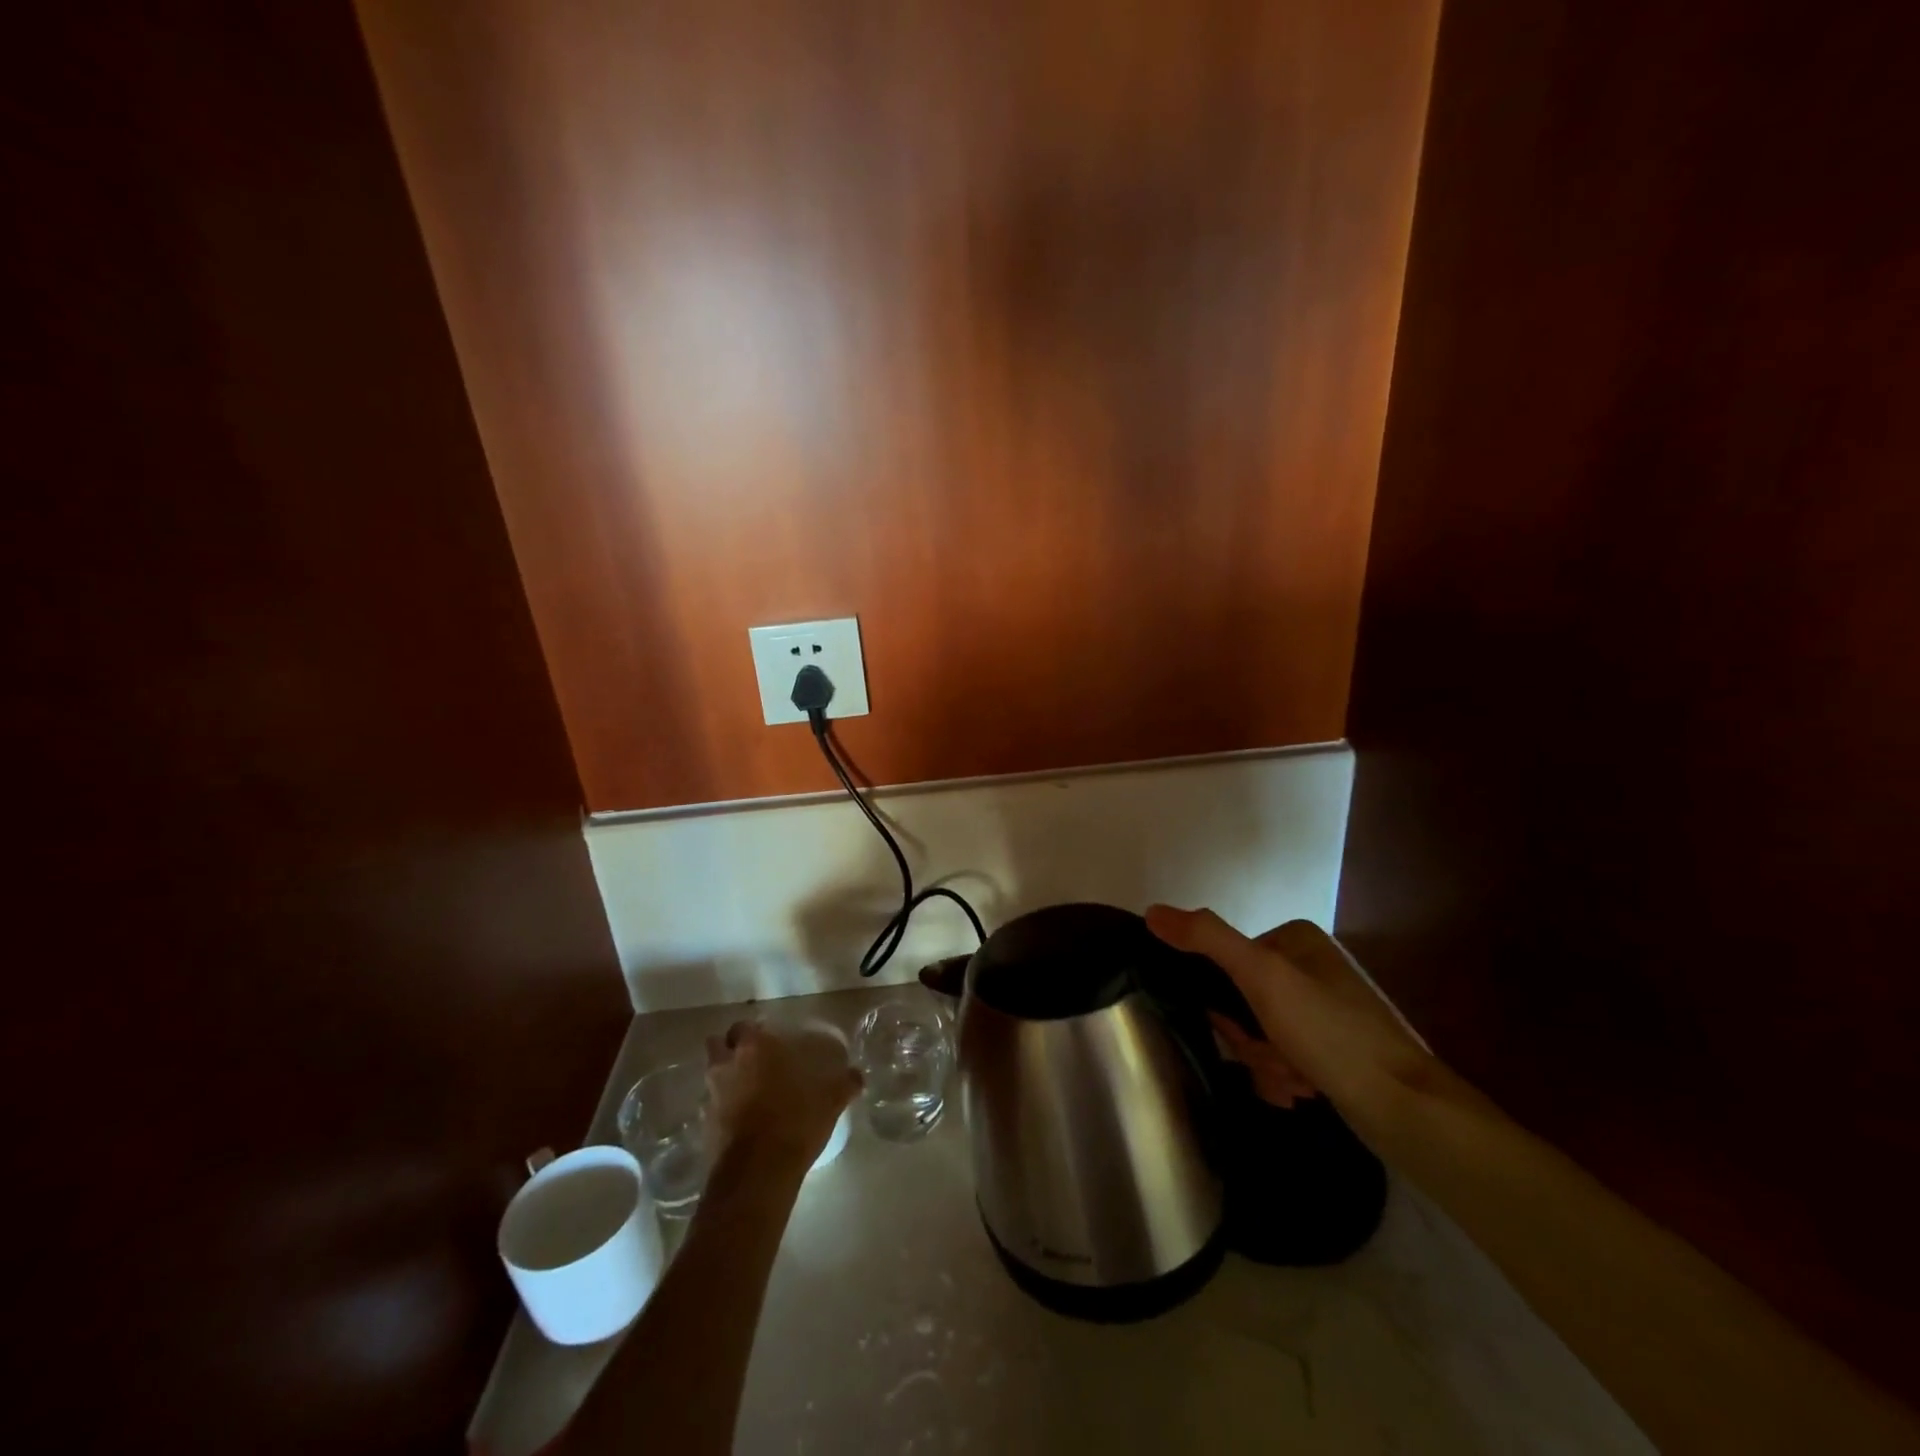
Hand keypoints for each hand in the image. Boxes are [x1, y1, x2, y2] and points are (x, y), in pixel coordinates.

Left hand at [704, 1021, 861, 1170]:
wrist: (759, 1173)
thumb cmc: (795, 1120)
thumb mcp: (830, 1099)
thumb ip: (844, 1082)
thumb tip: (857, 1075)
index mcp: (755, 1047)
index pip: (744, 1026)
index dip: (754, 1032)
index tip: (769, 1041)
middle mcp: (727, 1065)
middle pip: (718, 1045)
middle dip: (731, 1049)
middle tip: (754, 1060)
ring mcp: (711, 1096)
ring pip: (713, 1075)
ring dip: (726, 1078)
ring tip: (749, 1090)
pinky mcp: (704, 1126)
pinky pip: (712, 1107)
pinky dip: (723, 1108)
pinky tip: (744, 1120)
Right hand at [1147, 907, 1435, 1114]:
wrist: (1407, 1109)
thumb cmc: (1331, 1033)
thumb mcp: (1262, 976)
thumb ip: (1206, 939)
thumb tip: (1151, 911)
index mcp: (1295, 939)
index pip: (1225, 962)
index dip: (1224, 1002)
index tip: (1242, 1027)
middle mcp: (1309, 967)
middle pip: (1241, 1001)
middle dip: (1251, 1039)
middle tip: (1276, 1058)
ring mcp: (1323, 1008)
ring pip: (1259, 1033)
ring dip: (1267, 1063)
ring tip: (1297, 1081)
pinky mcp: (1333, 1047)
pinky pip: (1284, 1055)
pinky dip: (1285, 1076)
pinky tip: (1305, 1091)